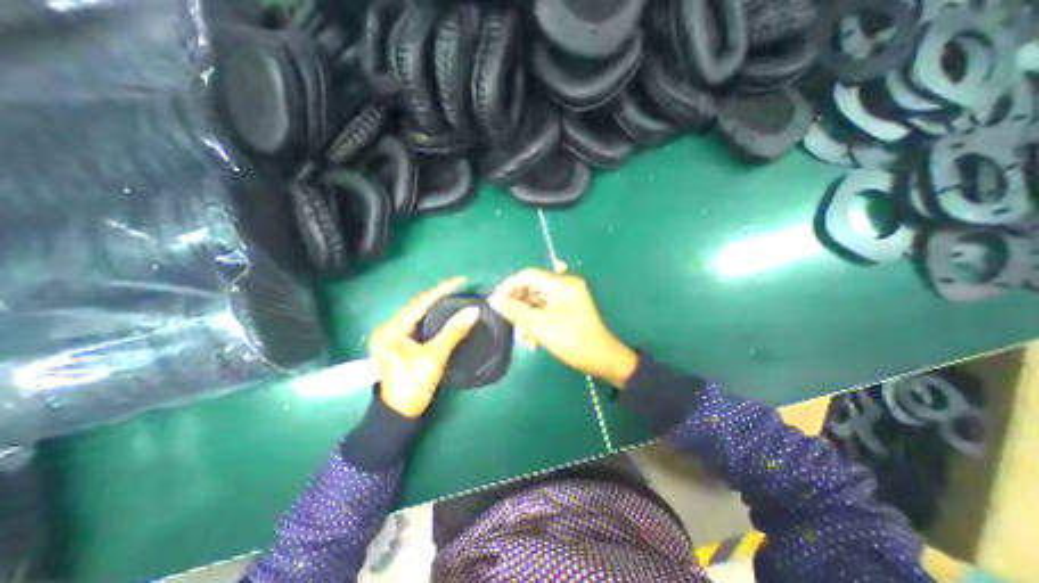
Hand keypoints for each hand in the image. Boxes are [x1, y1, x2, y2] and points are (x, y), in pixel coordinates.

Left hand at [372, 277, 480, 417]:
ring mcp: (392, 334)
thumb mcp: (434, 357)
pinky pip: (418, 321)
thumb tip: (473, 311)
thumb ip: (453, 332)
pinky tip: (443, 311)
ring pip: (417, 313)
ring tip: (454, 294)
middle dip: (438, 294)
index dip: (441, 290)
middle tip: (460, 286)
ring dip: (435, 303)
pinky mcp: (399, 342)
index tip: (461, 280)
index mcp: (392, 329)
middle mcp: (389, 327)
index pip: (420, 302)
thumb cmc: (414, 386)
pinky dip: (432, 315)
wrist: (399, 413)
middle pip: (417, 305)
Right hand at [493, 266, 637, 386]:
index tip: (495, 300)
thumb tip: (495, 300)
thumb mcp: (541, 326)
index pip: (528, 275)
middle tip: (507, 321)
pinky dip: (536, 323)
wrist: (602, 360)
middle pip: (532, 288)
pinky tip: (533, 341)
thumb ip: (516, 311)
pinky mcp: (566, 310)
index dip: (509, 285)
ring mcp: (566, 298)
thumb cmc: (573, 340)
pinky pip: (545, 311)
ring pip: (536, 302)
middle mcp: (564, 286)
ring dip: (527, 319)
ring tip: (524, 338)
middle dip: (518, 306)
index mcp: (562, 284)